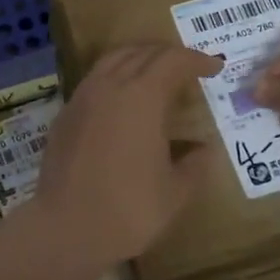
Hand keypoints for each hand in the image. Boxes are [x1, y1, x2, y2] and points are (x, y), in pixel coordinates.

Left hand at [26, 45, 221, 269]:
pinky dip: (115, 76)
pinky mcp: (65, 113)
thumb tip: (203, 149)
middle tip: (188, 68)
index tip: (214, 68)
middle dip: (169, 55)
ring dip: (139, 59)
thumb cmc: (129, 209)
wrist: (66, 226)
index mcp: (142, 97)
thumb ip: (194, 164)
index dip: (196, 60)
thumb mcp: (175, 192)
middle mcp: (110, 86)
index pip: (172, 61)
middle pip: (142, 53)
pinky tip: (124, 99)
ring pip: (113, 60)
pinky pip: (95, 80)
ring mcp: (82, 97)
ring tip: (157, 74)